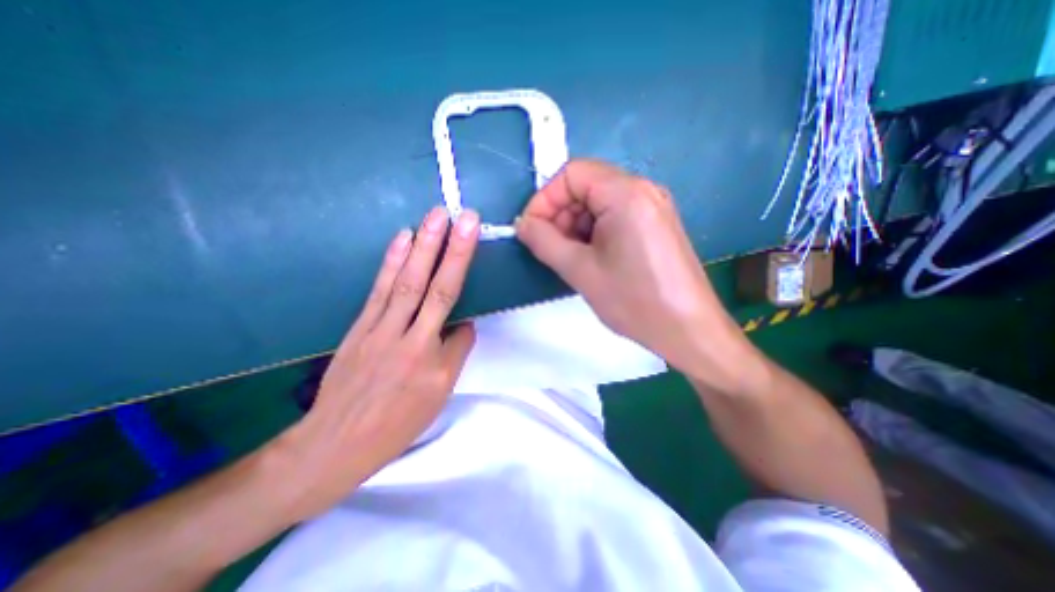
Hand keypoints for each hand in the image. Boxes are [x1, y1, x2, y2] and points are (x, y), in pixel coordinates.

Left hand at [277, 208, 480, 518]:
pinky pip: (380, 289)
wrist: (335, 444)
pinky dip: (392, 261)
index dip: (469, 297)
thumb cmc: (396, 423)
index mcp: (432, 361)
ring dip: (423, 246)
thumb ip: (455, 354)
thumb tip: (462, 324)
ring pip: (406, 282)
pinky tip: (402, 238)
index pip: (461, 323)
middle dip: (452, 250)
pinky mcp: (360, 325)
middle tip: (464, 216)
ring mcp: (380, 329)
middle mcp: (408, 339)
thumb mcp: (438, 396)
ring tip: (436, 216)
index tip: (474, 244)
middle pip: (435, 288)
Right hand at [519, 159, 748, 382]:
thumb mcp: (580, 270)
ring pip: (599, 202)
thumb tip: (522, 224)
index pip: (572, 173)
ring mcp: (652, 207)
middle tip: (549, 247)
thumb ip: (544, 241)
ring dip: (575, 225)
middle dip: (560, 214)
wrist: (688, 330)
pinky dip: (594, 231)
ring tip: (569, 257)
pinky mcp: (655, 224)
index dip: (545, 199)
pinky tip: (590, 258)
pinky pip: (615, 216)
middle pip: (586, 186)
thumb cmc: (634, 300)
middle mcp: (643, 190)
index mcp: (626, 193)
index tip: (531, 229)